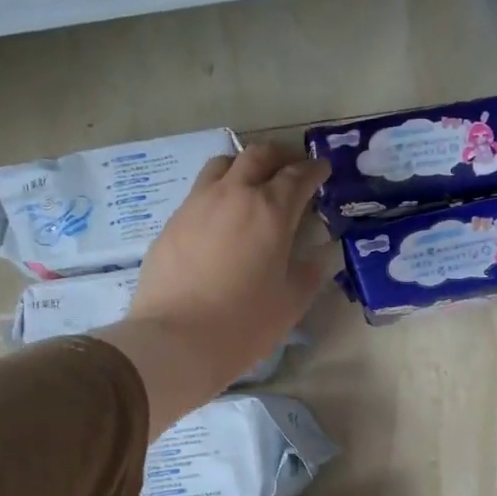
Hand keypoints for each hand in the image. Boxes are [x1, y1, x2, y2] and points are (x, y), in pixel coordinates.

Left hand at [98, 144, 329, 436]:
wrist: (176, 339)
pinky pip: (200, 191)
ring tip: (253, 184)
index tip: (323, 169)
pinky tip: (222, 217)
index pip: (298, 176)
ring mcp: (197, 204)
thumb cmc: (245, 322)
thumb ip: (311, 271)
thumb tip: (323, 254)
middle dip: (280, 156)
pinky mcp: (173, 221)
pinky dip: (219, 191)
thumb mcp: (292, 301)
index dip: (314, 169)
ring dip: (244, 166)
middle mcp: (233, 195)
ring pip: (223, 165)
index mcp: (271, 210)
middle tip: (292, 168)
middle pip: (258, 156)